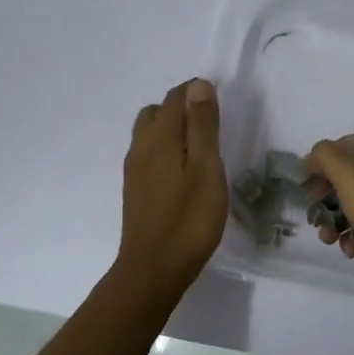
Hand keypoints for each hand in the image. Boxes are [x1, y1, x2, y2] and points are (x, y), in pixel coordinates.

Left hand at [117, 79, 226, 294]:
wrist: (153, 270)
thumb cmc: (189, 219)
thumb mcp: (206, 168)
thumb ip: (202, 125)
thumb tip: (198, 84)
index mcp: (159, 138)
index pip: (174, 99)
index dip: (195, 92)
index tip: (219, 99)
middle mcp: (140, 147)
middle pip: (156, 112)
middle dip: (181, 107)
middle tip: (210, 121)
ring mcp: (134, 170)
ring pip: (149, 133)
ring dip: (171, 127)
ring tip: (199, 143)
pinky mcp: (135, 190)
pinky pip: (148, 153)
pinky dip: (165, 147)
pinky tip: (182, 168)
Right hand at [303, 133, 353, 273]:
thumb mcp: (351, 176)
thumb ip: (326, 157)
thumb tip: (314, 156)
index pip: (343, 145)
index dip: (320, 164)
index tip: (305, 190)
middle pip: (350, 175)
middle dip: (327, 198)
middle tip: (315, 219)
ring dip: (339, 221)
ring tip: (331, 241)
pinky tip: (353, 251)